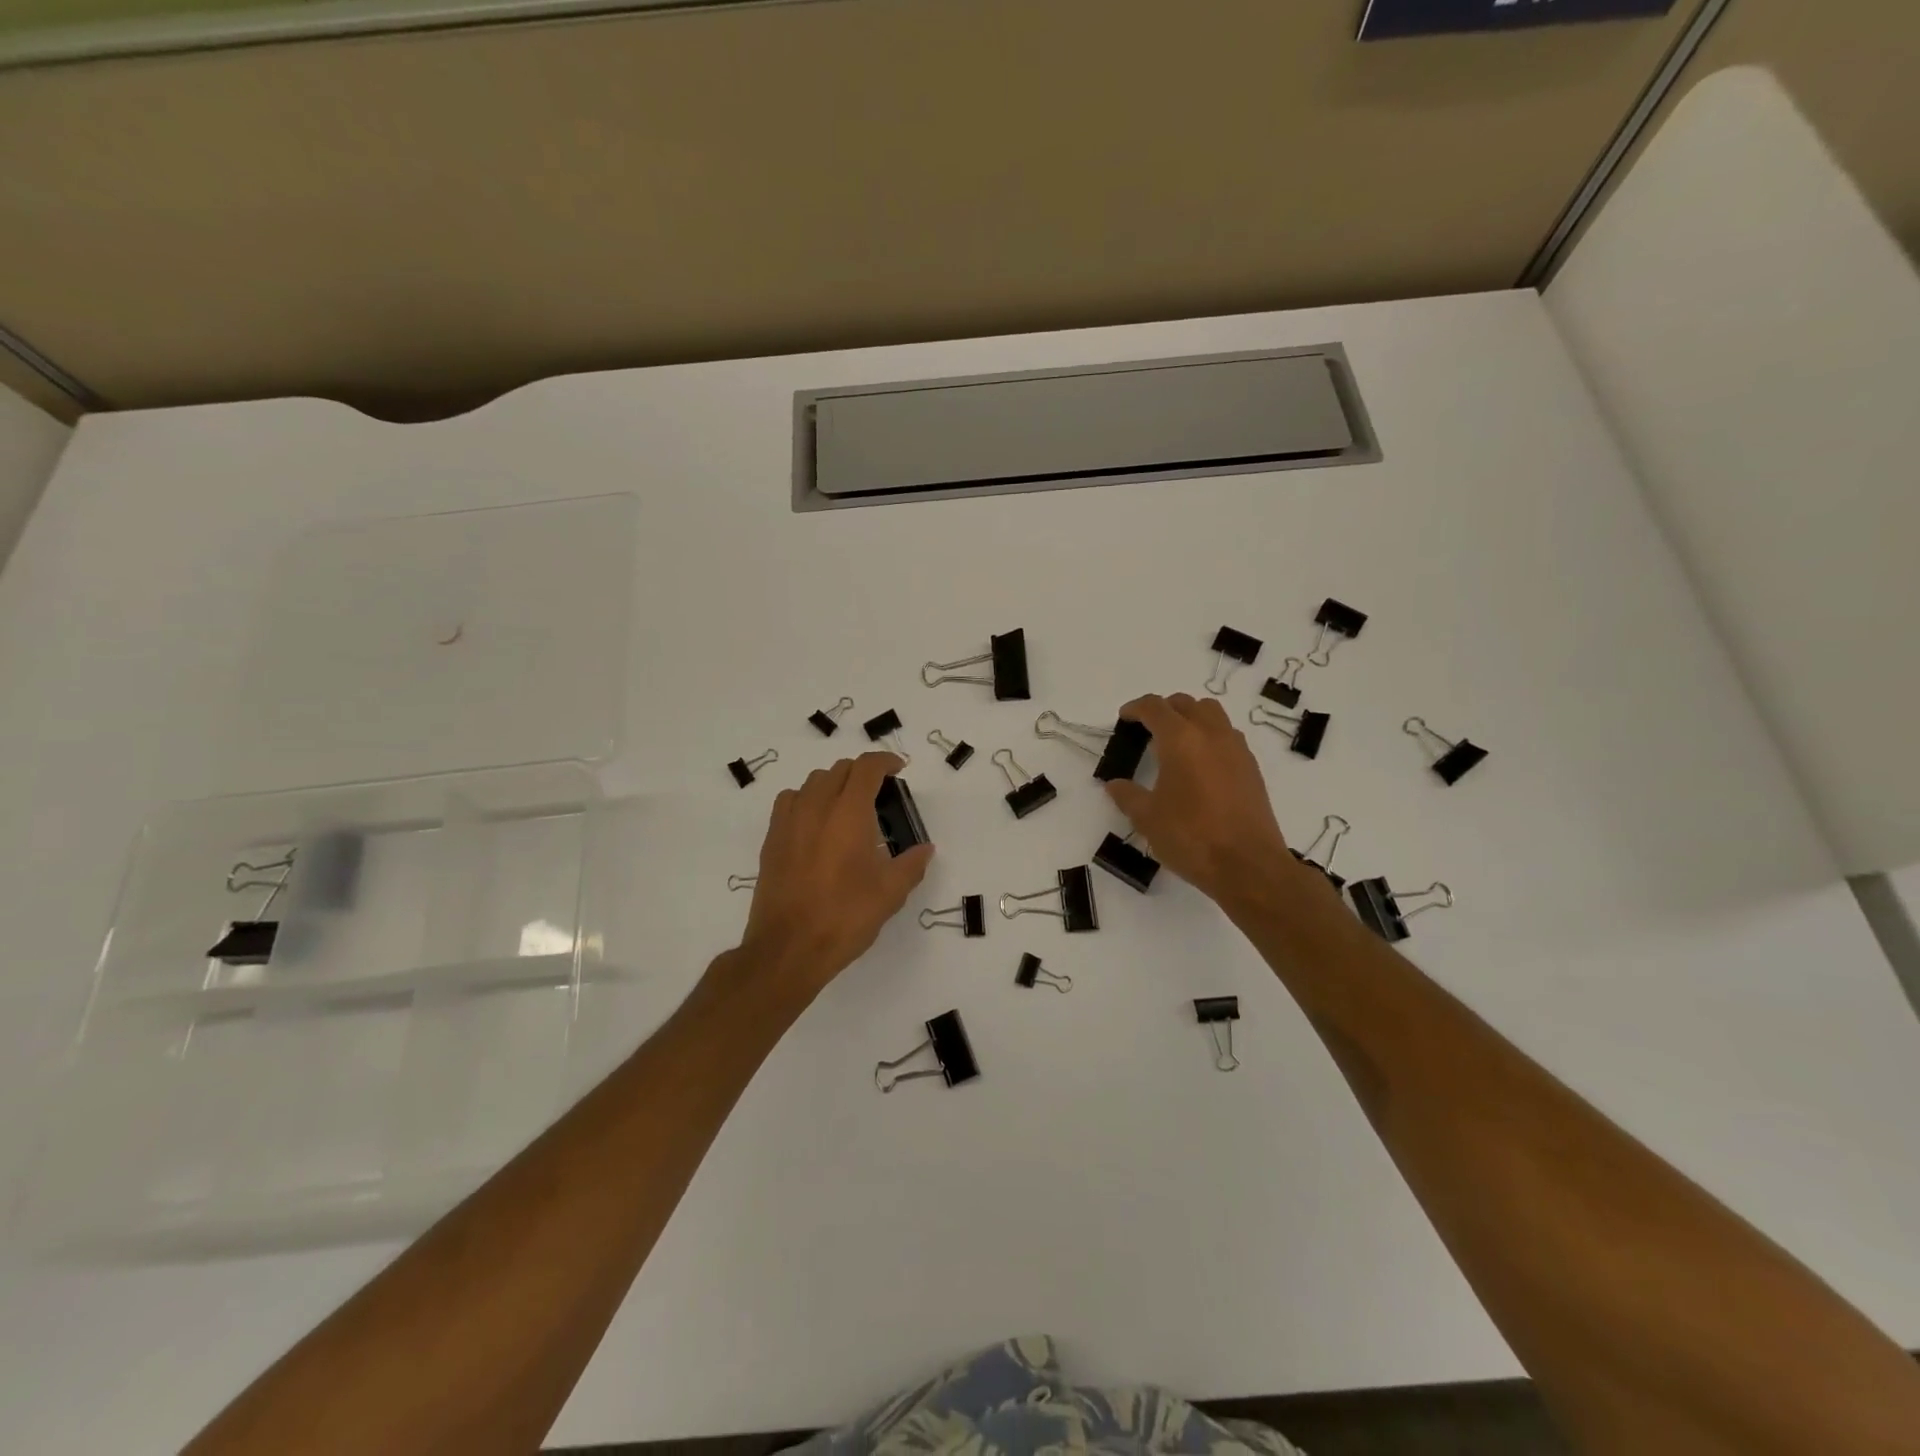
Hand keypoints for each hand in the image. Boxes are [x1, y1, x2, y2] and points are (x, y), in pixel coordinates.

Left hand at [738, 752, 933, 1003]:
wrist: (788, 948)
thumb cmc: (845, 917)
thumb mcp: (890, 894)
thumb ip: (911, 864)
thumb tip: (925, 849)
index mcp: (849, 813)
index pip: (866, 768)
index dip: (885, 762)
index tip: (899, 770)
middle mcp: (816, 807)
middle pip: (839, 770)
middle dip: (862, 773)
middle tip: (880, 793)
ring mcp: (789, 822)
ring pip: (812, 782)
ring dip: (834, 784)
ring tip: (848, 807)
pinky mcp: (771, 840)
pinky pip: (790, 802)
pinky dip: (807, 800)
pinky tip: (816, 824)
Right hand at [1105, 693, 1303, 908]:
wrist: (1248, 865)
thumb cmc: (1191, 838)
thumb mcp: (1147, 819)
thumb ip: (1127, 796)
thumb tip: (1115, 784)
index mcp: (1180, 740)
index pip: (1155, 707)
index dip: (1136, 708)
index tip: (1124, 718)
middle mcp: (1211, 734)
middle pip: (1186, 704)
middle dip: (1164, 710)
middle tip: (1147, 729)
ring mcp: (1236, 749)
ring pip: (1212, 714)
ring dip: (1191, 718)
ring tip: (1176, 743)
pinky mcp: (1251, 768)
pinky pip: (1228, 736)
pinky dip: (1210, 737)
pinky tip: (1200, 765)